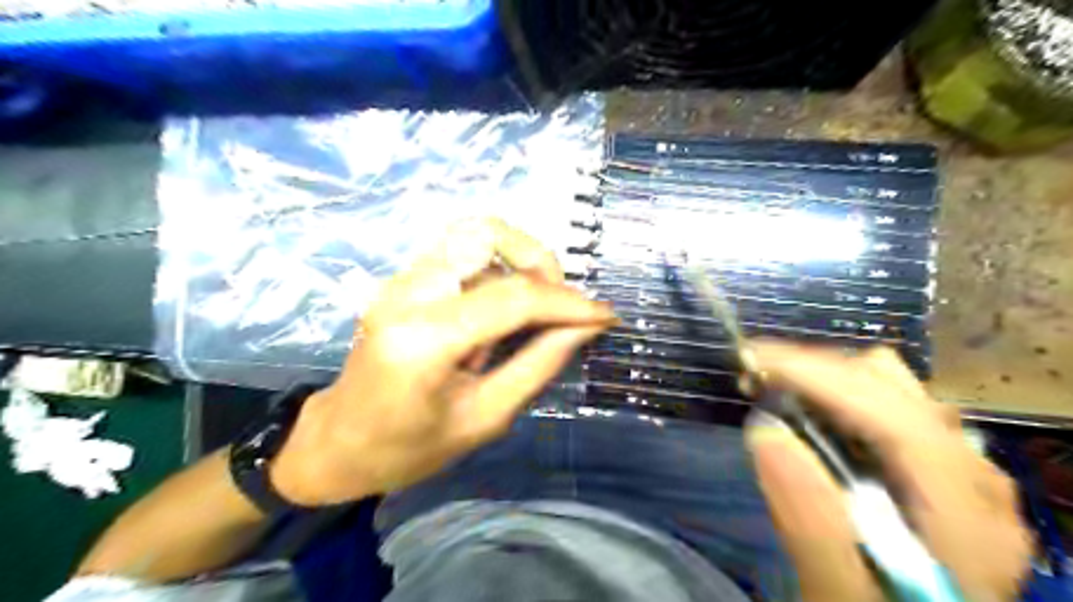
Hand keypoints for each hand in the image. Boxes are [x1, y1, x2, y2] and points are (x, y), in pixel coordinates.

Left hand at [272, 218, 616, 503]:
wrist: (339, 441)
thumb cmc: (409, 448)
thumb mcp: (486, 418)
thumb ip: (539, 364)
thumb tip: (584, 327)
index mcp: (424, 338)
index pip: (512, 297)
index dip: (568, 302)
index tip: (605, 316)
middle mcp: (408, 292)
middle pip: (486, 235)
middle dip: (540, 262)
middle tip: (562, 306)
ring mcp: (399, 279)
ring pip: (474, 235)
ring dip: (519, 261)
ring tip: (536, 307)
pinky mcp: (402, 279)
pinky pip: (462, 252)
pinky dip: (497, 268)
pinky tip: (504, 307)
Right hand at [749, 341, 1031, 600]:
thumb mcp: (838, 595)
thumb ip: (810, 524)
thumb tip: (764, 430)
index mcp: (964, 516)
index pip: (892, 418)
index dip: (818, 376)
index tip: (750, 359)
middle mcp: (973, 476)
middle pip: (891, 387)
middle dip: (812, 370)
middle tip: (752, 380)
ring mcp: (957, 464)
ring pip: (889, 384)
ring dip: (824, 376)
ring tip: (774, 389)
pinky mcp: (934, 462)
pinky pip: (885, 400)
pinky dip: (836, 391)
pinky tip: (807, 409)